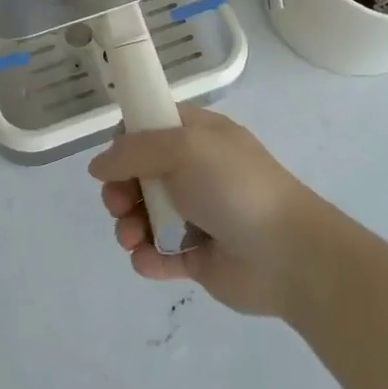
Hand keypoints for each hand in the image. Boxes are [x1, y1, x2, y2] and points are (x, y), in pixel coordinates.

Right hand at [88, 108, 331, 317]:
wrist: (288, 255)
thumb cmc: (234, 187)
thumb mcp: (183, 148)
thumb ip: (134, 151)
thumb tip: (98, 165)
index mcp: (198, 137)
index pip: (151, 128)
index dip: (126, 141)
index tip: (113, 159)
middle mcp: (195, 172)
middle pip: (139, 175)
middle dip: (120, 190)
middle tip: (118, 204)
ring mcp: (196, 215)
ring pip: (144, 216)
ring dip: (128, 226)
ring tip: (132, 238)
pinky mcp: (197, 257)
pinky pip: (159, 254)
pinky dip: (148, 258)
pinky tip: (150, 260)